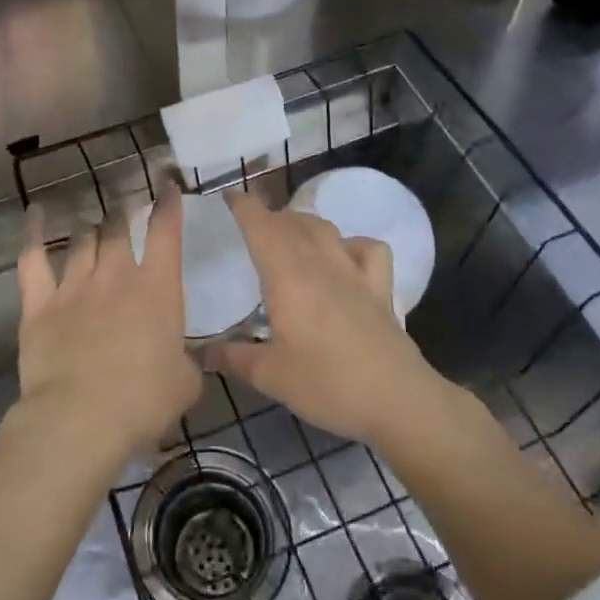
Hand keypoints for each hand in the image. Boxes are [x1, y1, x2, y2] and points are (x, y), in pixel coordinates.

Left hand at [15, 188, 202, 464]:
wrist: (81, 418)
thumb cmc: (143, 402)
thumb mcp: (185, 384)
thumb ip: (188, 362)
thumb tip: (188, 358)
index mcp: (157, 289)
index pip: (166, 232)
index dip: (168, 205)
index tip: (167, 185)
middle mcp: (116, 276)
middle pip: (118, 229)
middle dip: (123, 216)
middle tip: (125, 212)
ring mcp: (74, 286)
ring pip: (83, 240)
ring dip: (91, 229)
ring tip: (94, 225)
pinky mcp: (39, 303)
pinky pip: (33, 258)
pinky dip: (34, 233)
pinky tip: (35, 213)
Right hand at [215, 190, 444, 447]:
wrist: (397, 400)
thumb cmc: (326, 385)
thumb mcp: (270, 377)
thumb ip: (233, 358)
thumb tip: (202, 352)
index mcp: (287, 275)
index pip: (260, 224)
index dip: (242, 206)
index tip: (226, 198)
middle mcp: (320, 262)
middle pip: (292, 221)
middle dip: (268, 217)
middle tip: (249, 232)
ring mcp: (355, 271)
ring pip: (325, 227)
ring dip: (303, 224)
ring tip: (289, 239)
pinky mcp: (380, 287)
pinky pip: (368, 248)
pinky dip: (351, 244)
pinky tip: (344, 258)